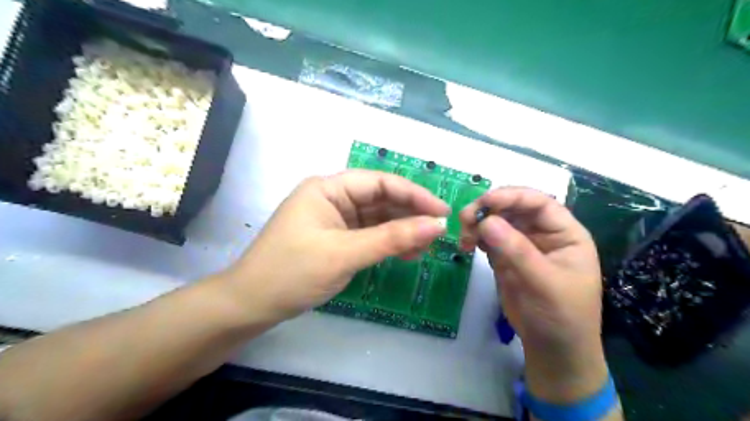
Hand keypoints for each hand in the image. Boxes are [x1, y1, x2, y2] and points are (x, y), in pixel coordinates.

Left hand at [220, 170, 446, 321]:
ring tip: (425, 248)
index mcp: (328, 188)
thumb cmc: (293, 272)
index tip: (443, 212)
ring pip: (377, 219)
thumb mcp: (345, 253)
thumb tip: (437, 225)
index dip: (415, 195)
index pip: (381, 183)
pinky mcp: (336, 239)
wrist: (251, 305)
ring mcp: (334, 219)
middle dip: (410, 215)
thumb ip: (392, 238)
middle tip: (438, 234)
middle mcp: (333, 198)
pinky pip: (369, 235)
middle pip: (381, 200)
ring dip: (402, 231)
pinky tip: (406, 253)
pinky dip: (388, 243)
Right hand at [457, 186, 608, 400]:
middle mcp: (542, 233)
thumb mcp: (544, 283)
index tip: (484, 202)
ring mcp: (522, 244)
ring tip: (463, 237)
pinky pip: (488, 238)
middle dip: (489, 209)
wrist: (552, 349)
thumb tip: (486, 221)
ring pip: (497, 221)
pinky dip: (475, 237)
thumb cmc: (562, 316)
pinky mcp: (505, 257)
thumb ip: (517, 251)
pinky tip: (467, 245)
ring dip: (477, 223)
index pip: (539, 203)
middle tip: (465, 218)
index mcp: (564, 233)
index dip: (512, 196)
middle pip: (514, 208)